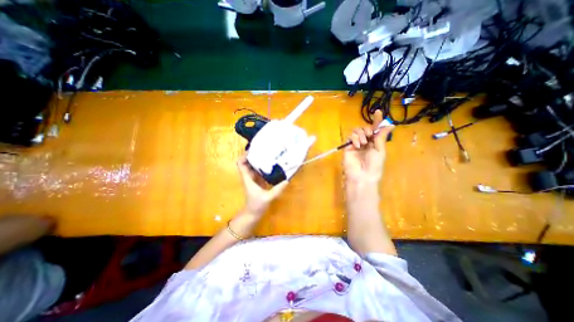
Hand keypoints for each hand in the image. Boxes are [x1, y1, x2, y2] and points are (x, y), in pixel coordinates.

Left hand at [236, 156, 286, 216]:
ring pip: (254, 167)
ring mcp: (253, 180)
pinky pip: (259, 172)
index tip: (253, 150)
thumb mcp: (267, 198)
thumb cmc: (256, 206)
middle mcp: (249, 177)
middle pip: (248, 163)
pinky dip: (263, 168)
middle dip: (254, 156)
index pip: (241, 164)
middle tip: (264, 150)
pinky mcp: (258, 182)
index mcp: (248, 179)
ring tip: (269, 155)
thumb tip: (287, 180)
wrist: (252, 214)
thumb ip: (277, 189)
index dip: (244, 156)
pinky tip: (272, 166)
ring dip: (259, 161)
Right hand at [340, 111, 394, 184]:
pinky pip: (350, 136)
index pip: (375, 129)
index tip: (377, 111)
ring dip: (361, 134)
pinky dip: (354, 138)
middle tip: (370, 135)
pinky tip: (357, 145)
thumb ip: (382, 136)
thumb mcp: (380, 150)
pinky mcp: (347, 146)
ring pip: (356, 130)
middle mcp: (365, 142)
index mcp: (375, 143)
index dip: (376, 120)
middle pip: (365, 128)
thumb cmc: (374, 165)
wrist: (362, 176)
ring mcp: (356, 144)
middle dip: (368, 129)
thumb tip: (390, 124)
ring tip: (363, 143)